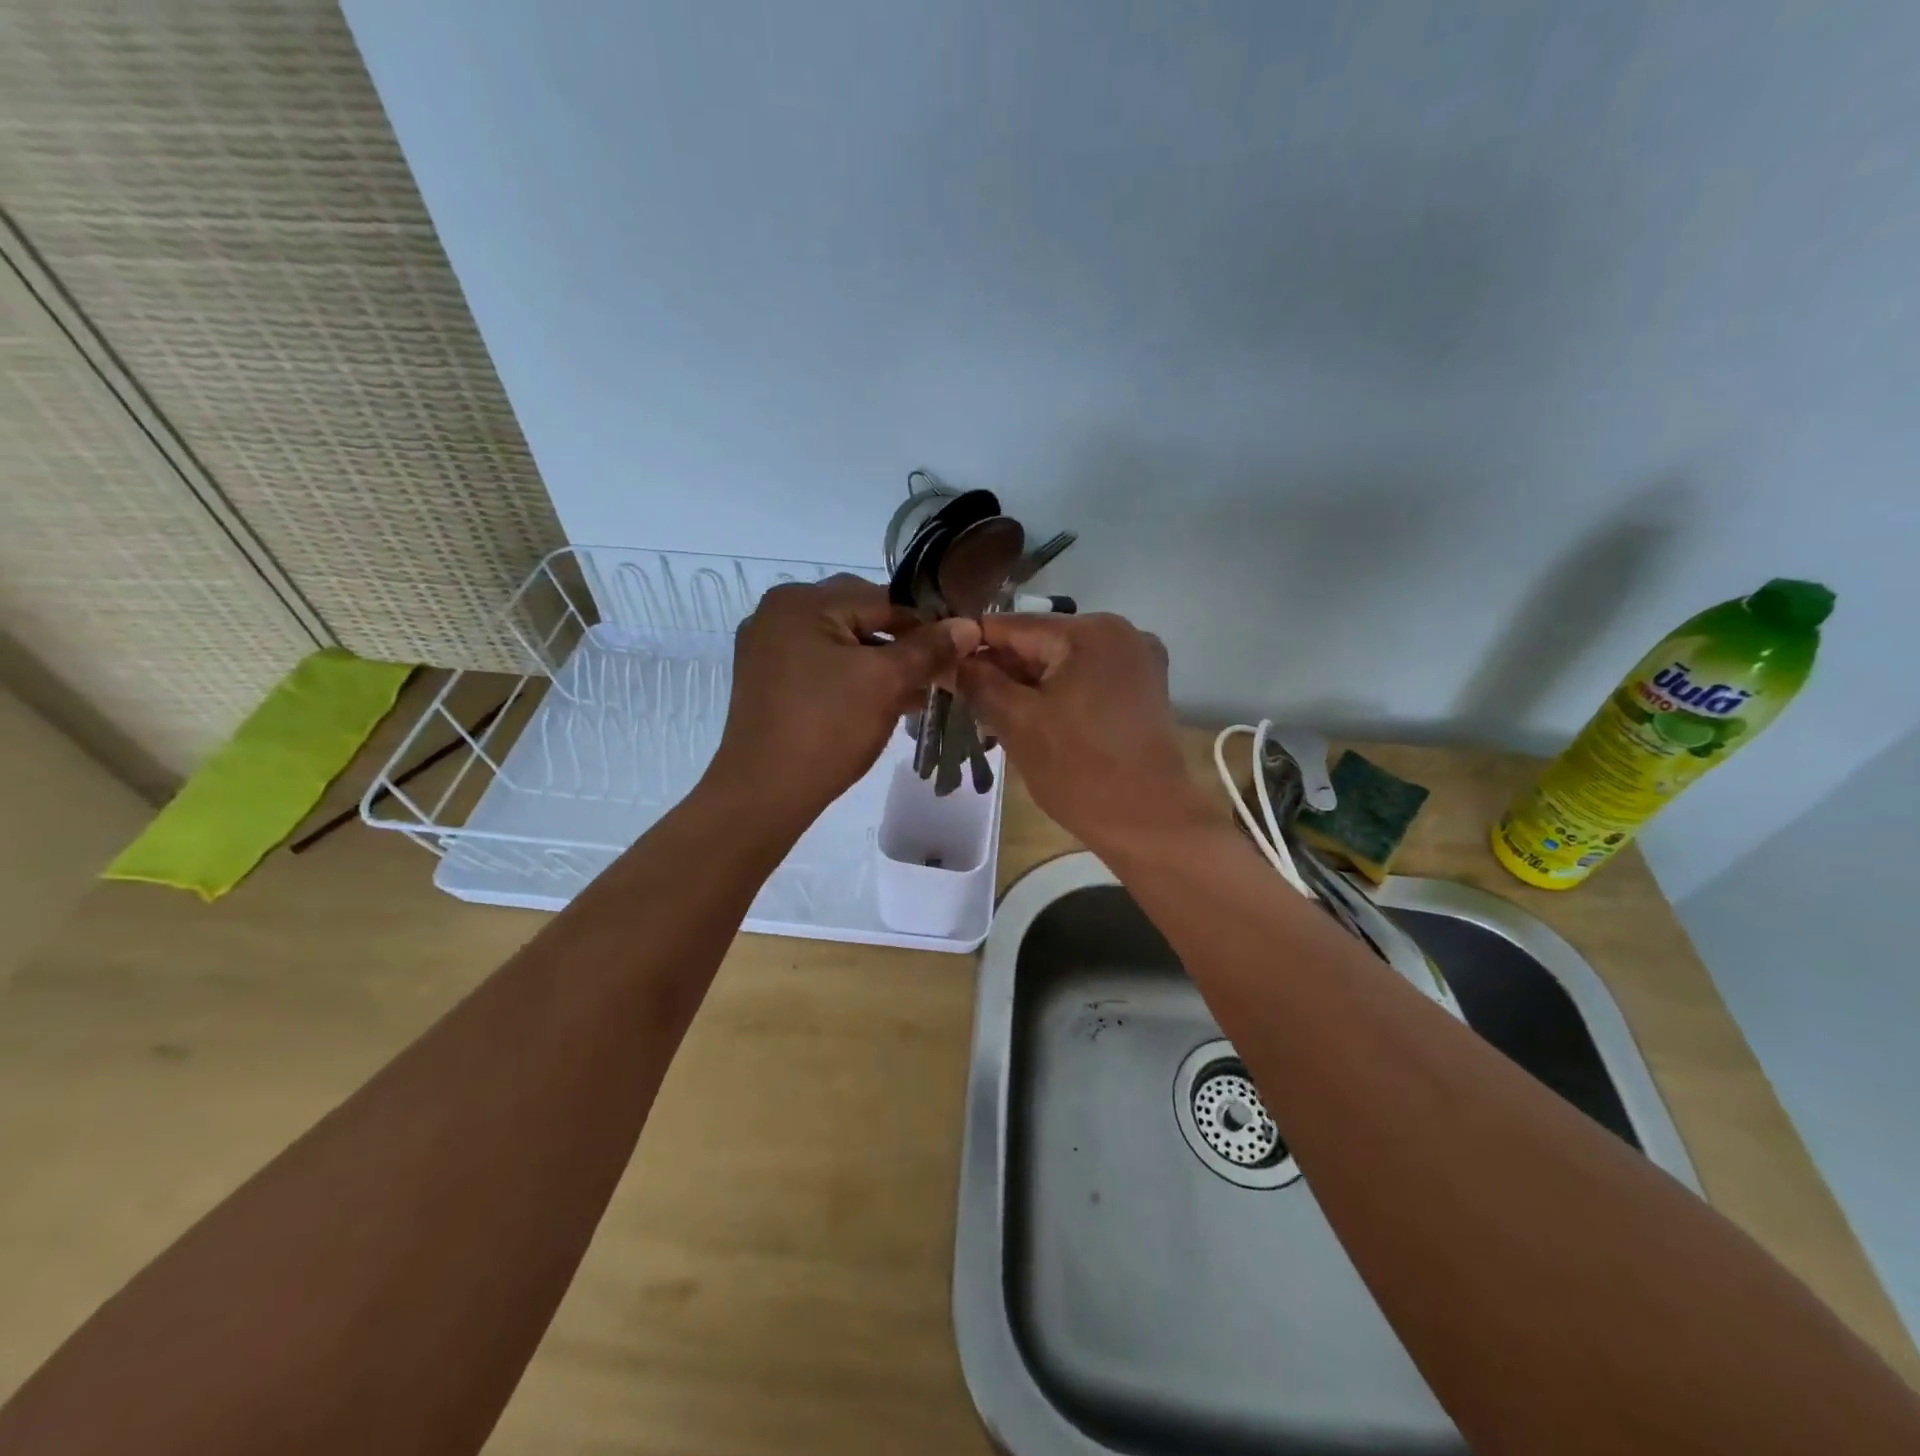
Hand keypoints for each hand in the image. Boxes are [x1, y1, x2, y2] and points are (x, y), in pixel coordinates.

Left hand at [705, 575, 971, 831]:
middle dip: (902, 645)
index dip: (926, 624)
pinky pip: (821, 667)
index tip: (958, 651)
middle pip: (859, 618)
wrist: (764, 793)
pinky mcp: (767, 682)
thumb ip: (929, 648)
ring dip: (880, 665)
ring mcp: (767, 649)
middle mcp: (778, 614)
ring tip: (915, 694)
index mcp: (802, 601)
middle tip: (935, 675)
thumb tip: (969, 625)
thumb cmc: (827, 727)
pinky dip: (852, 680)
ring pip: (841, 645)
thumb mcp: (886, 682)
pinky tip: (881, 704)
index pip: (882, 599)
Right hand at [957, 612, 1212, 851]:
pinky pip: (1086, 680)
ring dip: (1027, 687)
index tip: (939, 667)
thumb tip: (947, 660)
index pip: (1012, 626)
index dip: (970, 645)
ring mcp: (1137, 661)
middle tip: (963, 702)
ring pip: (1062, 664)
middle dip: (1000, 671)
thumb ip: (978, 682)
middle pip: (1040, 643)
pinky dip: (1057, 695)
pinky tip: (1032, 722)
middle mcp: (1119, 632)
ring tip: (991, 718)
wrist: (1149, 822)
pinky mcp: (1143, 690)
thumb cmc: (1079, 770)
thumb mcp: (1017, 722)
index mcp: (1089, 631)